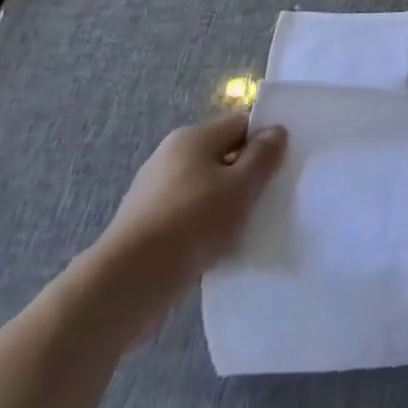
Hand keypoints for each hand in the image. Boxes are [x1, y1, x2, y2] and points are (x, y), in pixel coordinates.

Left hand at [86, 113, 287, 340]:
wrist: (125, 285)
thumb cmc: (191, 222)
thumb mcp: (241, 186)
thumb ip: (263, 156)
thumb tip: (276, 131)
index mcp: (193, 137)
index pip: (240, 123)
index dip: (264, 138)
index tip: (282, 164)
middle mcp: (170, 156)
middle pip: (221, 155)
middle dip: (245, 174)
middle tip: (268, 196)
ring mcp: (152, 193)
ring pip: (204, 188)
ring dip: (224, 204)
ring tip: (244, 227)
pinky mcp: (143, 228)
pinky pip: (185, 217)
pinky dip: (202, 228)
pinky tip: (215, 249)